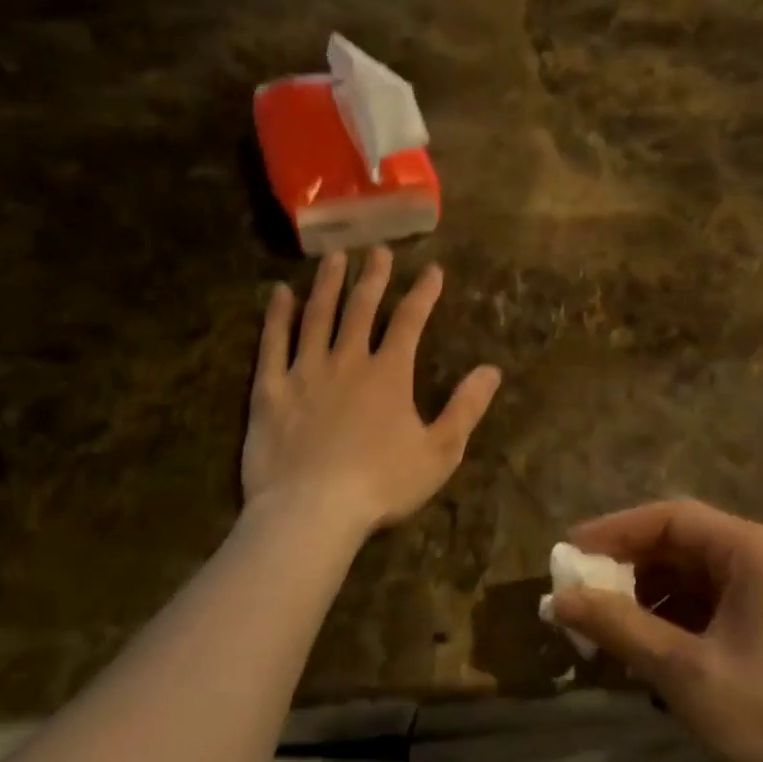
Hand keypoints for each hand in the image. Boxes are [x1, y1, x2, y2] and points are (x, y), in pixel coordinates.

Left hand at [243, 248, 501, 535]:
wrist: (312, 511)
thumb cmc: (381, 485)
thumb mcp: (439, 452)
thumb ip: (466, 408)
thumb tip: (492, 370)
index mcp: (389, 374)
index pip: (410, 321)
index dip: (424, 293)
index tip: (433, 270)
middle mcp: (347, 361)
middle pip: (361, 308)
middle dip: (373, 277)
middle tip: (378, 250)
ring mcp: (305, 372)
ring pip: (317, 316)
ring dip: (327, 284)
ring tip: (334, 258)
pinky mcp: (271, 390)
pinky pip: (272, 344)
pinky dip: (277, 316)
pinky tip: (279, 293)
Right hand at [552, 499, 762, 761]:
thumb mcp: (682, 672)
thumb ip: (618, 627)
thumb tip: (557, 599)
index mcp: (754, 550)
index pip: (671, 518)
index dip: (615, 531)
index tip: (568, 552)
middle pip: (682, 544)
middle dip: (628, 567)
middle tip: (579, 590)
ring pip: (692, 577)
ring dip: (645, 596)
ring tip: (601, 622)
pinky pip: (708, 606)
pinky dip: (670, 620)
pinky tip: (640, 647)